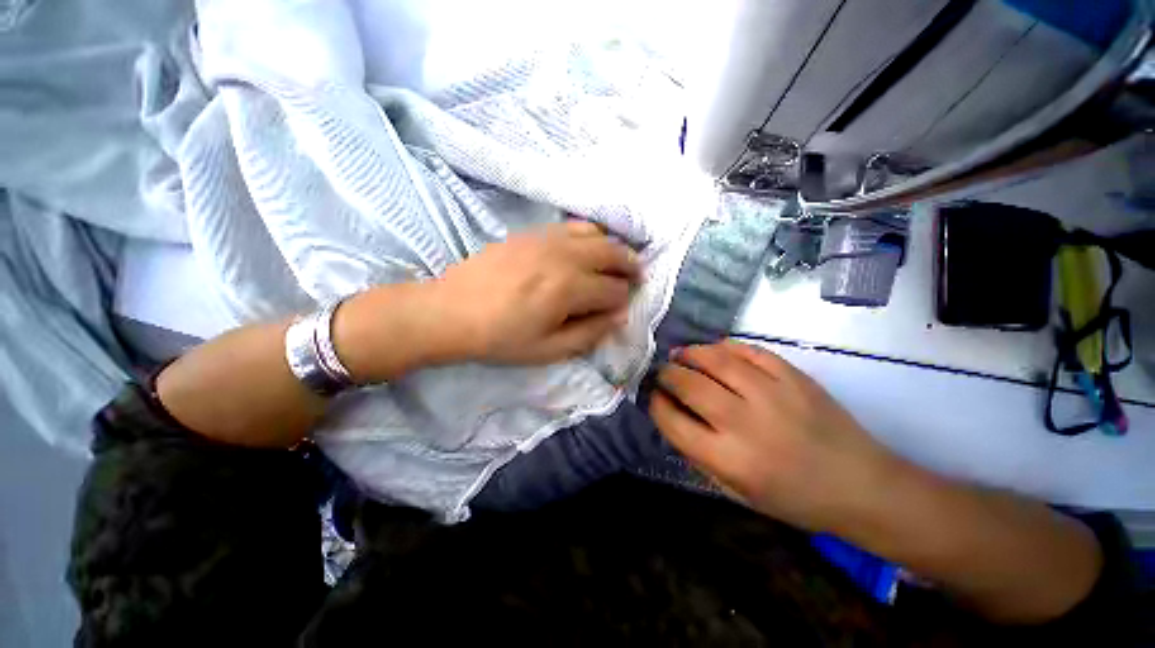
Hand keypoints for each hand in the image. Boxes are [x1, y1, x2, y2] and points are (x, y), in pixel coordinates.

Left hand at [434, 221, 640, 364]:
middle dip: (630, 266)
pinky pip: (572, 225)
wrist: (450, 312)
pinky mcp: (532, 232)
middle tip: (636, 276)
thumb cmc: (500, 338)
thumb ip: (589, 333)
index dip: (623, 300)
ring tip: (617, 260)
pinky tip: (588, 246)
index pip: (614, 290)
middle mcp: (564, 256)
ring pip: (596, 234)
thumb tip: (618, 316)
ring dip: (613, 247)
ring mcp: (547, 239)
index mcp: (569, 289)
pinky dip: (590, 234)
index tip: (621, 308)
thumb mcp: (548, 350)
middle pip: (613, 253)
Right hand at [650, 341, 895, 532]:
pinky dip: (726, 347)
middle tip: (663, 372)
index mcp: (730, 459)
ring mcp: (772, 394)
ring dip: (691, 353)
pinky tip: (716, 351)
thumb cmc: (793, 497)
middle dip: (667, 374)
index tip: (654, 397)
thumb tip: (672, 415)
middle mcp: (746, 423)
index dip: (656, 405)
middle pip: (689, 384)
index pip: (673, 422)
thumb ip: (698, 454)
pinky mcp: (794, 377)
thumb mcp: (737, 491)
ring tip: (681, 355)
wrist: (861, 486)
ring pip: (716, 360)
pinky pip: (750, 351)